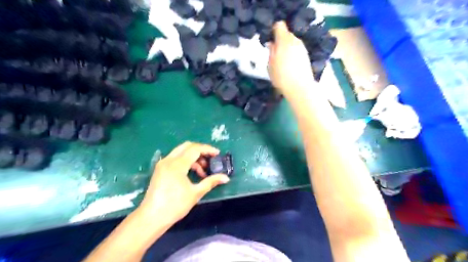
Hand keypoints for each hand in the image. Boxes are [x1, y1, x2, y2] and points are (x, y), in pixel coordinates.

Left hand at [136, 142, 229, 223]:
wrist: (151, 218)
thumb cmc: (175, 205)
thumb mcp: (195, 193)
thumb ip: (211, 182)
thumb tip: (226, 178)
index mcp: (177, 164)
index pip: (195, 149)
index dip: (208, 150)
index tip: (218, 154)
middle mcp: (169, 160)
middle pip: (188, 146)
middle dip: (201, 150)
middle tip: (211, 159)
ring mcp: (163, 164)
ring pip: (181, 151)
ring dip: (194, 157)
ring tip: (203, 171)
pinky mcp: (160, 169)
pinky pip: (176, 158)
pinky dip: (186, 161)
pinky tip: (192, 173)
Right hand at [269, 21, 315, 92]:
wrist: (300, 88)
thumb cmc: (281, 76)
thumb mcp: (270, 64)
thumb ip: (271, 51)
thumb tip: (272, 43)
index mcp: (284, 40)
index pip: (279, 25)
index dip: (273, 30)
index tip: (270, 39)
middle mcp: (295, 40)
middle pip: (286, 34)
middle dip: (280, 40)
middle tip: (274, 52)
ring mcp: (302, 48)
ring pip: (292, 42)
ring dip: (286, 47)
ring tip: (281, 60)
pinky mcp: (306, 55)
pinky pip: (297, 49)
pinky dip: (292, 53)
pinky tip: (289, 64)